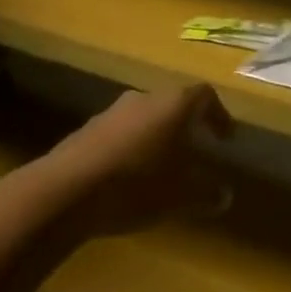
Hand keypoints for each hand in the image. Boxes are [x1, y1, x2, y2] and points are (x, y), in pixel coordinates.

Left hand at [57, 84, 232, 236]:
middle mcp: (146, 98)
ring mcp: (113, 111)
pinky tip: (126, 176)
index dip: (218, 115)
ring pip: (145, 117)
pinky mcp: (87, 129)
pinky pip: (119, 132)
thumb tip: (225, 195)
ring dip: (155, 136)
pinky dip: (130, 147)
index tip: (225, 137)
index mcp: (174, 104)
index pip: (205, 96)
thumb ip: (206, 193)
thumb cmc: (135, 185)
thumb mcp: (179, 196)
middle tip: (193, 150)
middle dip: (185, 125)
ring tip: (159, 166)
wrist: (65, 190)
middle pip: (173, 103)